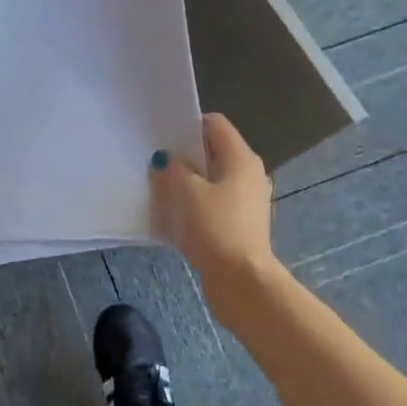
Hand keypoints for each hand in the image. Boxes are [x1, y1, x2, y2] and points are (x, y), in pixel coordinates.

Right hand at [150, 114, 278, 328]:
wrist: (242, 282)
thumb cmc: (215, 228)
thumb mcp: (186, 192)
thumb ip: (173, 168)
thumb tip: (166, 159)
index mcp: (241, 158)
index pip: (214, 123)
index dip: (188, 125)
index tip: (163, 137)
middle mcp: (250, 173)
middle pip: (213, 151)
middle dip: (186, 154)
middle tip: (156, 161)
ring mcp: (248, 200)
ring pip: (213, 178)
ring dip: (190, 181)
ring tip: (161, 187)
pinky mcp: (242, 223)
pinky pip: (216, 201)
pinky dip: (198, 203)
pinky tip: (176, 214)